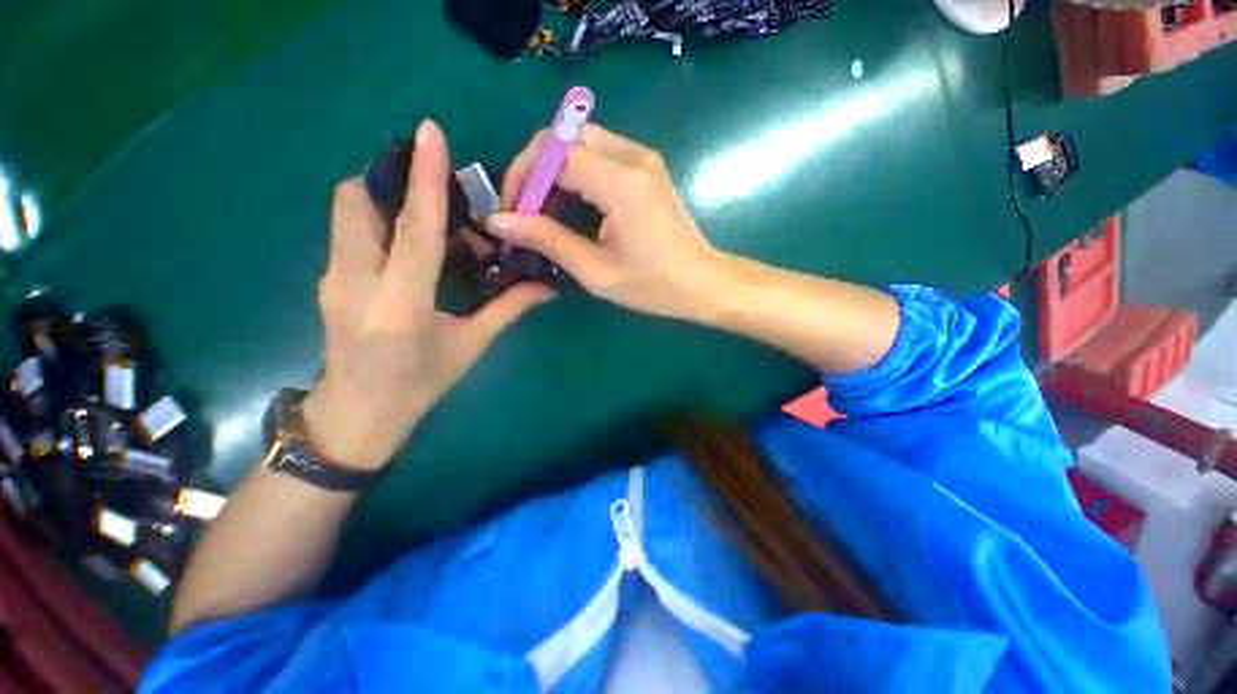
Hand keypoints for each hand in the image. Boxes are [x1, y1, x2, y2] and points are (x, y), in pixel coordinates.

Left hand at [301, 120, 554, 470]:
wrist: (356, 417)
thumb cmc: (420, 386)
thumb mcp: (470, 347)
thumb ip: (507, 310)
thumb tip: (547, 288)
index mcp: (400, 306)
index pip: (414, 230)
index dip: (425, 180)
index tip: (431, 133)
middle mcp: (356, 284)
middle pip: (358, 201)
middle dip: (392, 179)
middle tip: (436, 190)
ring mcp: (332, 279)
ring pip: (348, 212)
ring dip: (384, 198)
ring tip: (428, 218)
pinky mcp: (326, 280)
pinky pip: (349, 233)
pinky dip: (377, 223)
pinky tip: (409, 247)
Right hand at [486, 124, 721, 320]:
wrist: (703, 283)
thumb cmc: (654, 287)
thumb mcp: (596, 271)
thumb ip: (548, 240)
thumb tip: (500, 221)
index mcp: (622, 183)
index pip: (554, 153)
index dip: (523, 177)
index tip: (512, 213)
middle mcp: (634, 157)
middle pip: (564, 138)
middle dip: (536, 170)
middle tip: (525, 212)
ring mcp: (644, 159)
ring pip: (580, 143)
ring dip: (555, 173)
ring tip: (544, 214)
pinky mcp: (647, 168)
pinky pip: (600, 155)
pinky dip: (576, 175)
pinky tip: (572, 207)